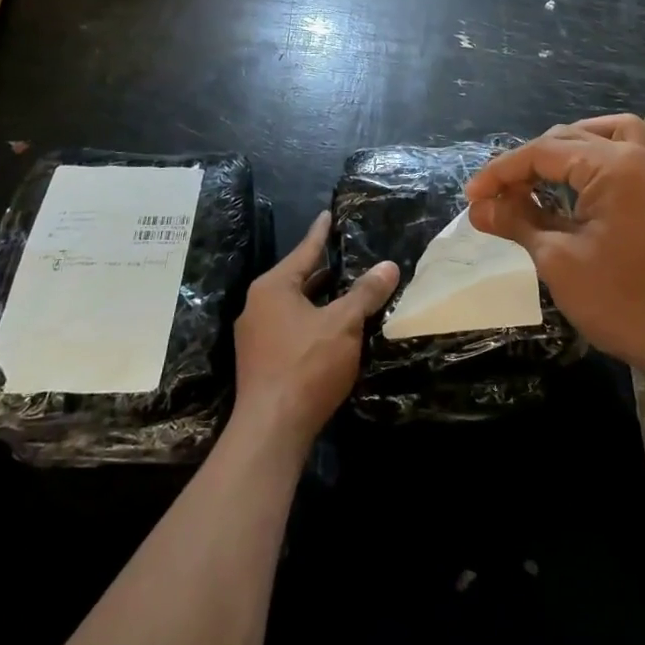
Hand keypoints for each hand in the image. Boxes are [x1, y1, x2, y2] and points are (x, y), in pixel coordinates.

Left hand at [232, 211, 398, 447]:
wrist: (271, 430)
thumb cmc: (306, 365)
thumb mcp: (344, 323)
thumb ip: (365, 293)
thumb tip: (389, 265)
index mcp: (273, 288)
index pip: (304, 250)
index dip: (321, 233)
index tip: (329, 214)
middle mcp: (258, 306)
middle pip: (297, 278)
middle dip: (324, 269)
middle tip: (349, 255)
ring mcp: (256, 336)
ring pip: (295, 306)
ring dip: (320, 298)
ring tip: (348, 289)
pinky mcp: (261, 361)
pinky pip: (291, 327)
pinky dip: (313, 320)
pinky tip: (333, 328)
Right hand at [465, 115, 644, 385]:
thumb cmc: (625, 302)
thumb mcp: (560, 261)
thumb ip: (518, 223)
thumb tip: (479, 207)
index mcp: (616, 165)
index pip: (544, 151)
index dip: (502, 172)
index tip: (471, 197)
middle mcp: (640, 158)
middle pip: (572, 139)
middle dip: (529, 163)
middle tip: (497, 196)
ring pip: (606, 139)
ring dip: (568, 150)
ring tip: (538, 176)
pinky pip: (626, 161)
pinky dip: (595, 164)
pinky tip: (576, 192)